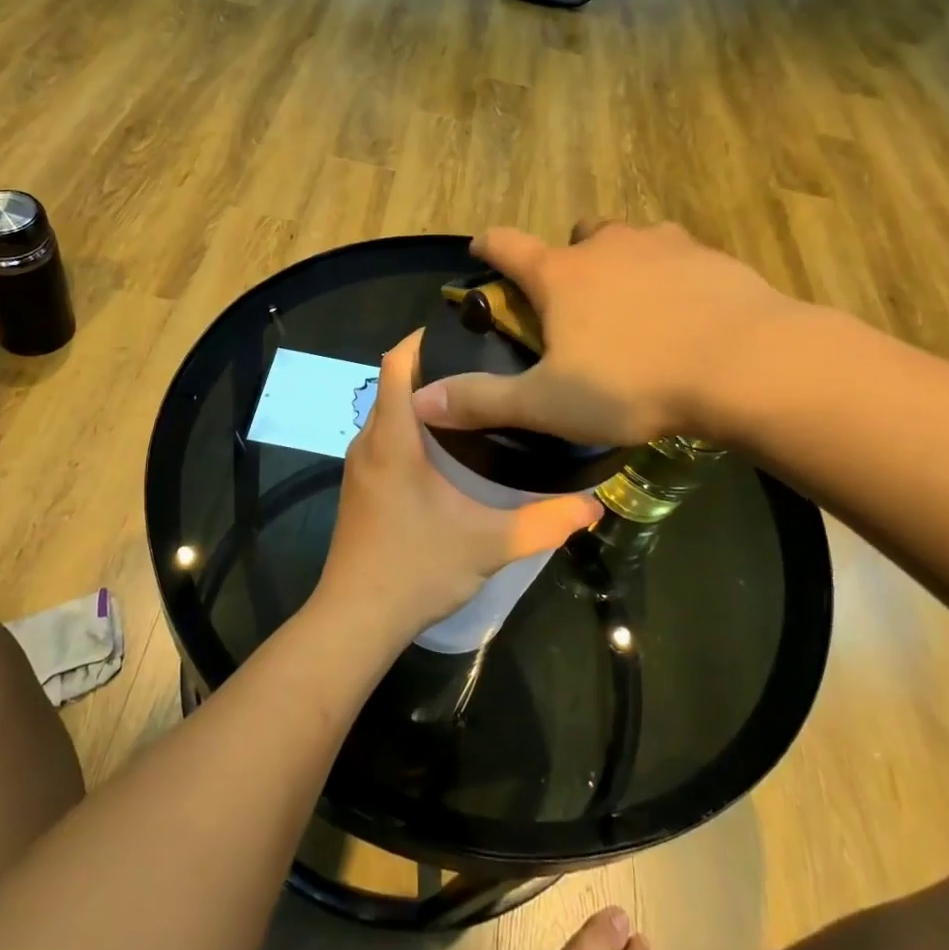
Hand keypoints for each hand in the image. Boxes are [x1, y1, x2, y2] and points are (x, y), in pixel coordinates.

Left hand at [312, 331, 597, 645]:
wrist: (355, 620)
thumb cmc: (416, 569)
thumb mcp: (489, 544)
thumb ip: (544, 522)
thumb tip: (593, 506)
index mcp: (393, 438)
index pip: (396, 363)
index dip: (422, 338)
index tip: (464, 329)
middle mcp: (369, 442)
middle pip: (395, 384)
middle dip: (434, 367)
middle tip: (486, 365)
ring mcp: (359, 466)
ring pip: (389, 413)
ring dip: (424, 401)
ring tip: (476, 401)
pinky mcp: (360, 488)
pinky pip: (385, 438)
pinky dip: (412, 428)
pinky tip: (448, 450)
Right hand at [410, 221, 816, 447]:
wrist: (747, 364)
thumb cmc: (633, 383)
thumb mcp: (549, 404)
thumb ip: (482, 401)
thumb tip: (420, 400)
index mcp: (560, 275)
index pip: (506, 245)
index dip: (488, 245)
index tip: (480, 247)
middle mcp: (606, 246)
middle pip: (574, 235)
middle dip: (567, 259)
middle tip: (575, 302)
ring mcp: (662, 245)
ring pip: (628, 240)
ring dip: (621, 262)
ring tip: (633, 306)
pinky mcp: (709, 257)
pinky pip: (677, 256)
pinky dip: (670, 275)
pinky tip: (685, 313)